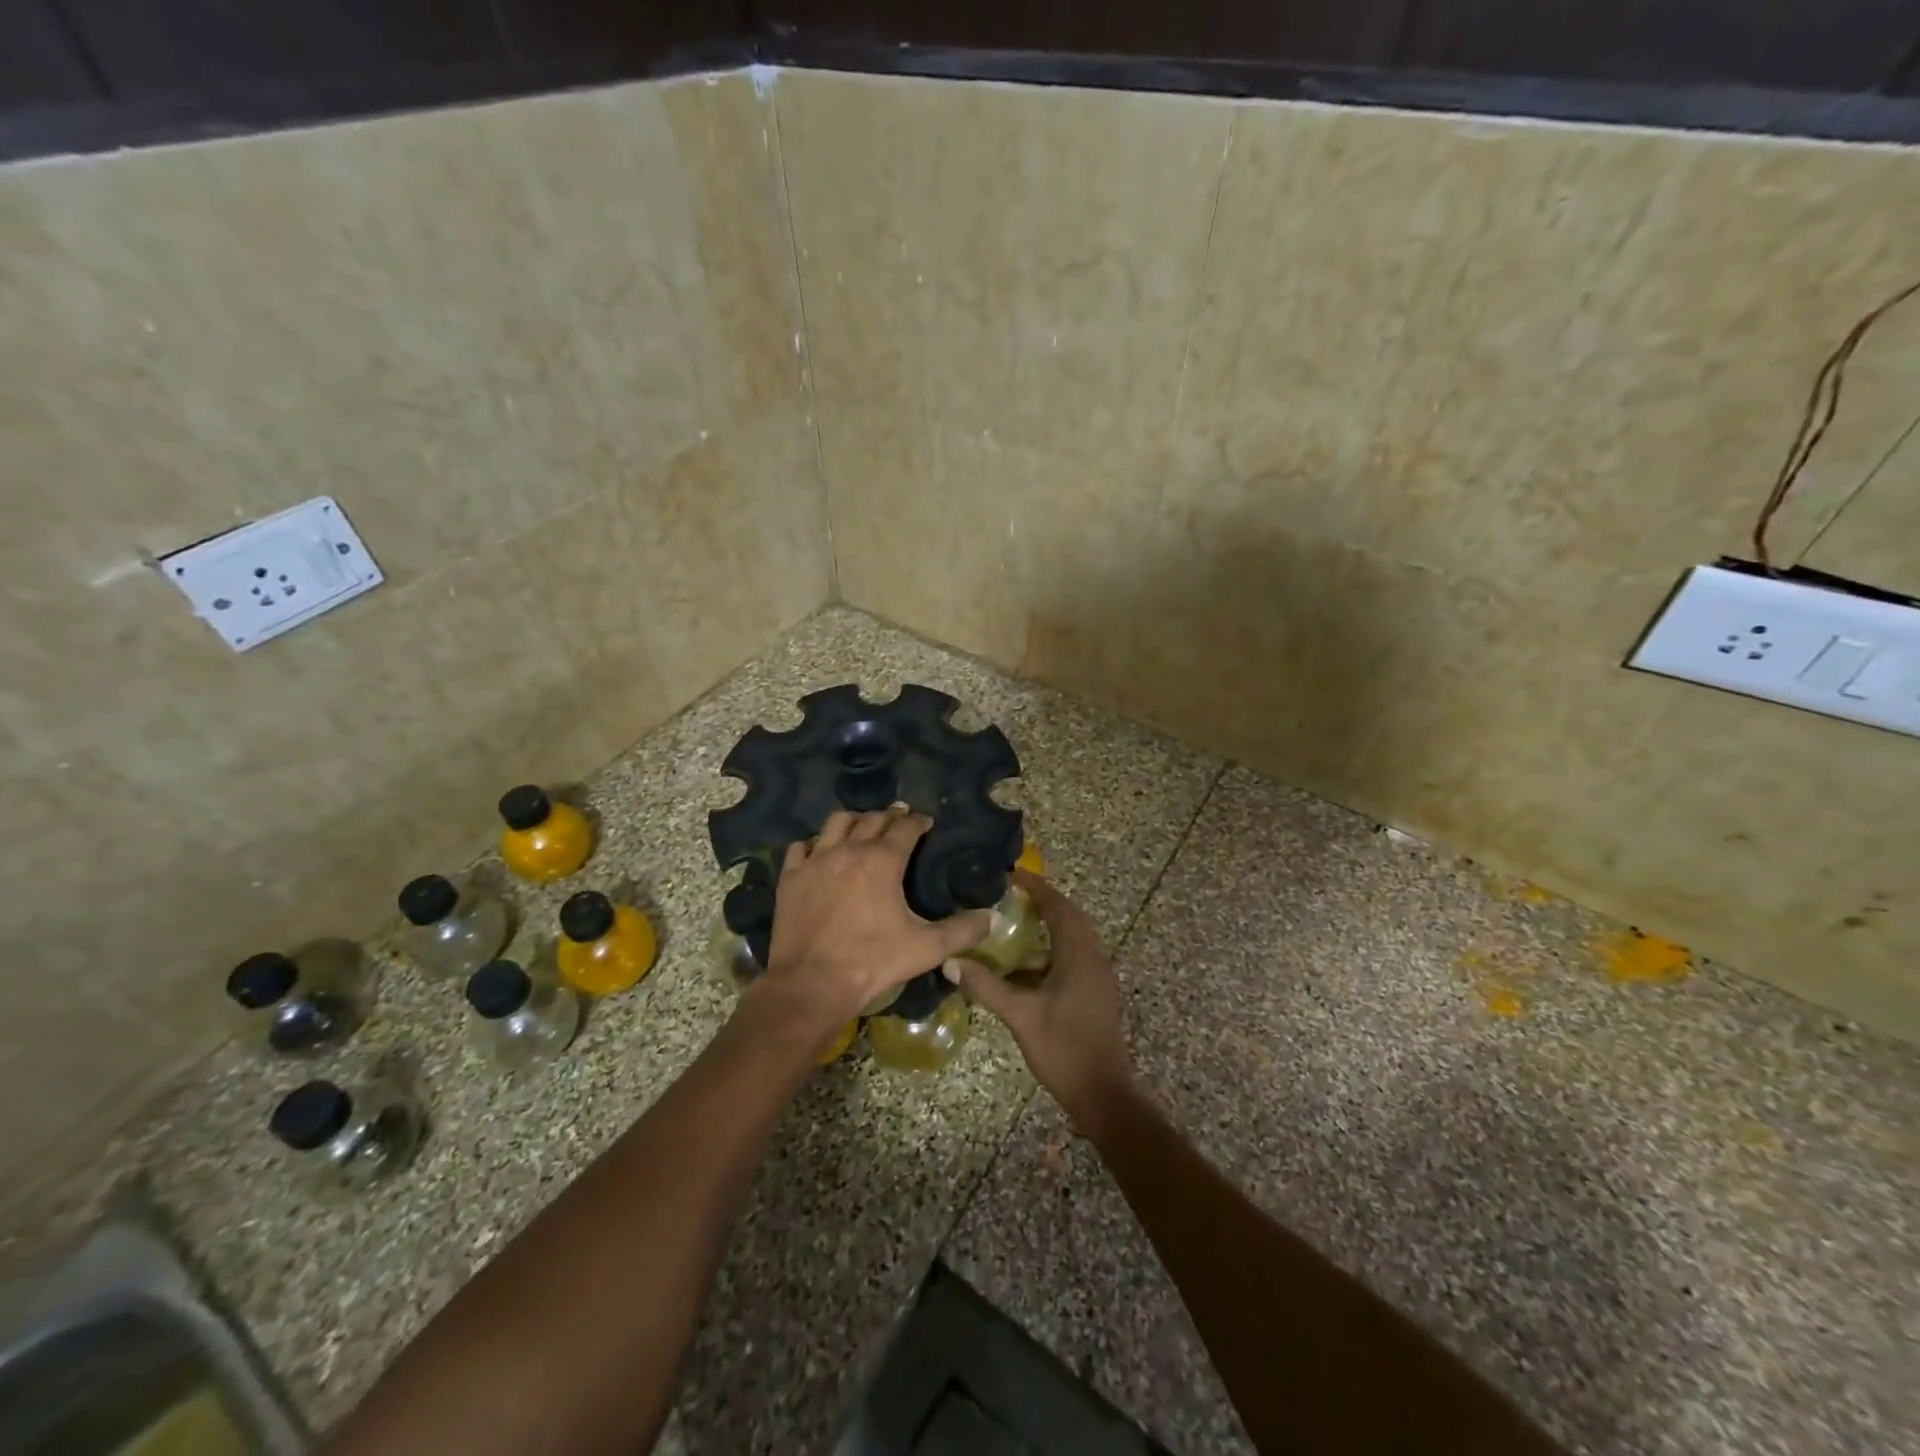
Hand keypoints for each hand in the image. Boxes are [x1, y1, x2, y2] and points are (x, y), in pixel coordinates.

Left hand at [760, 807, 991, 1036]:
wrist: (811, 984)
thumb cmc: (872, 962)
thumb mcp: (925, 948)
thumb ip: (962, 931)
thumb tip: (992, 918)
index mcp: (883, 861)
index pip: (905, 827)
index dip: (918, 821)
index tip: (926, 822)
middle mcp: (849, 850)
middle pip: (872, 819)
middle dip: (889, 816)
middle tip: (899, 820)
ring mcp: (815, 861)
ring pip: (836, 823)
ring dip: (853, 821)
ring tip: (861, 827)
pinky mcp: (791, 877)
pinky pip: (801, 846)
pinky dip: (814, 844)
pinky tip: (819, 852)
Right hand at [944, 871, 1135, 1133]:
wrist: (1104, 1095)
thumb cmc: (1064, 1050)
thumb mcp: (1021, 1016)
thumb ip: (986, 986)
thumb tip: (950, 961)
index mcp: (1079, 956)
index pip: (1059, 907)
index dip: (1037, 888)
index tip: (1012, 874)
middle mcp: (1094, 958)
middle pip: (1070, 917)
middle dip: (1043, 902)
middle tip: (1010, 895)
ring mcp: (1098, 976)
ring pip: (1074, 938)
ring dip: (1049, 926)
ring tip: (1013, 923)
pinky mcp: (1096, 992)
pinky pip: (1075, 956)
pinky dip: (1052, 949)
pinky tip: (1025, 966)